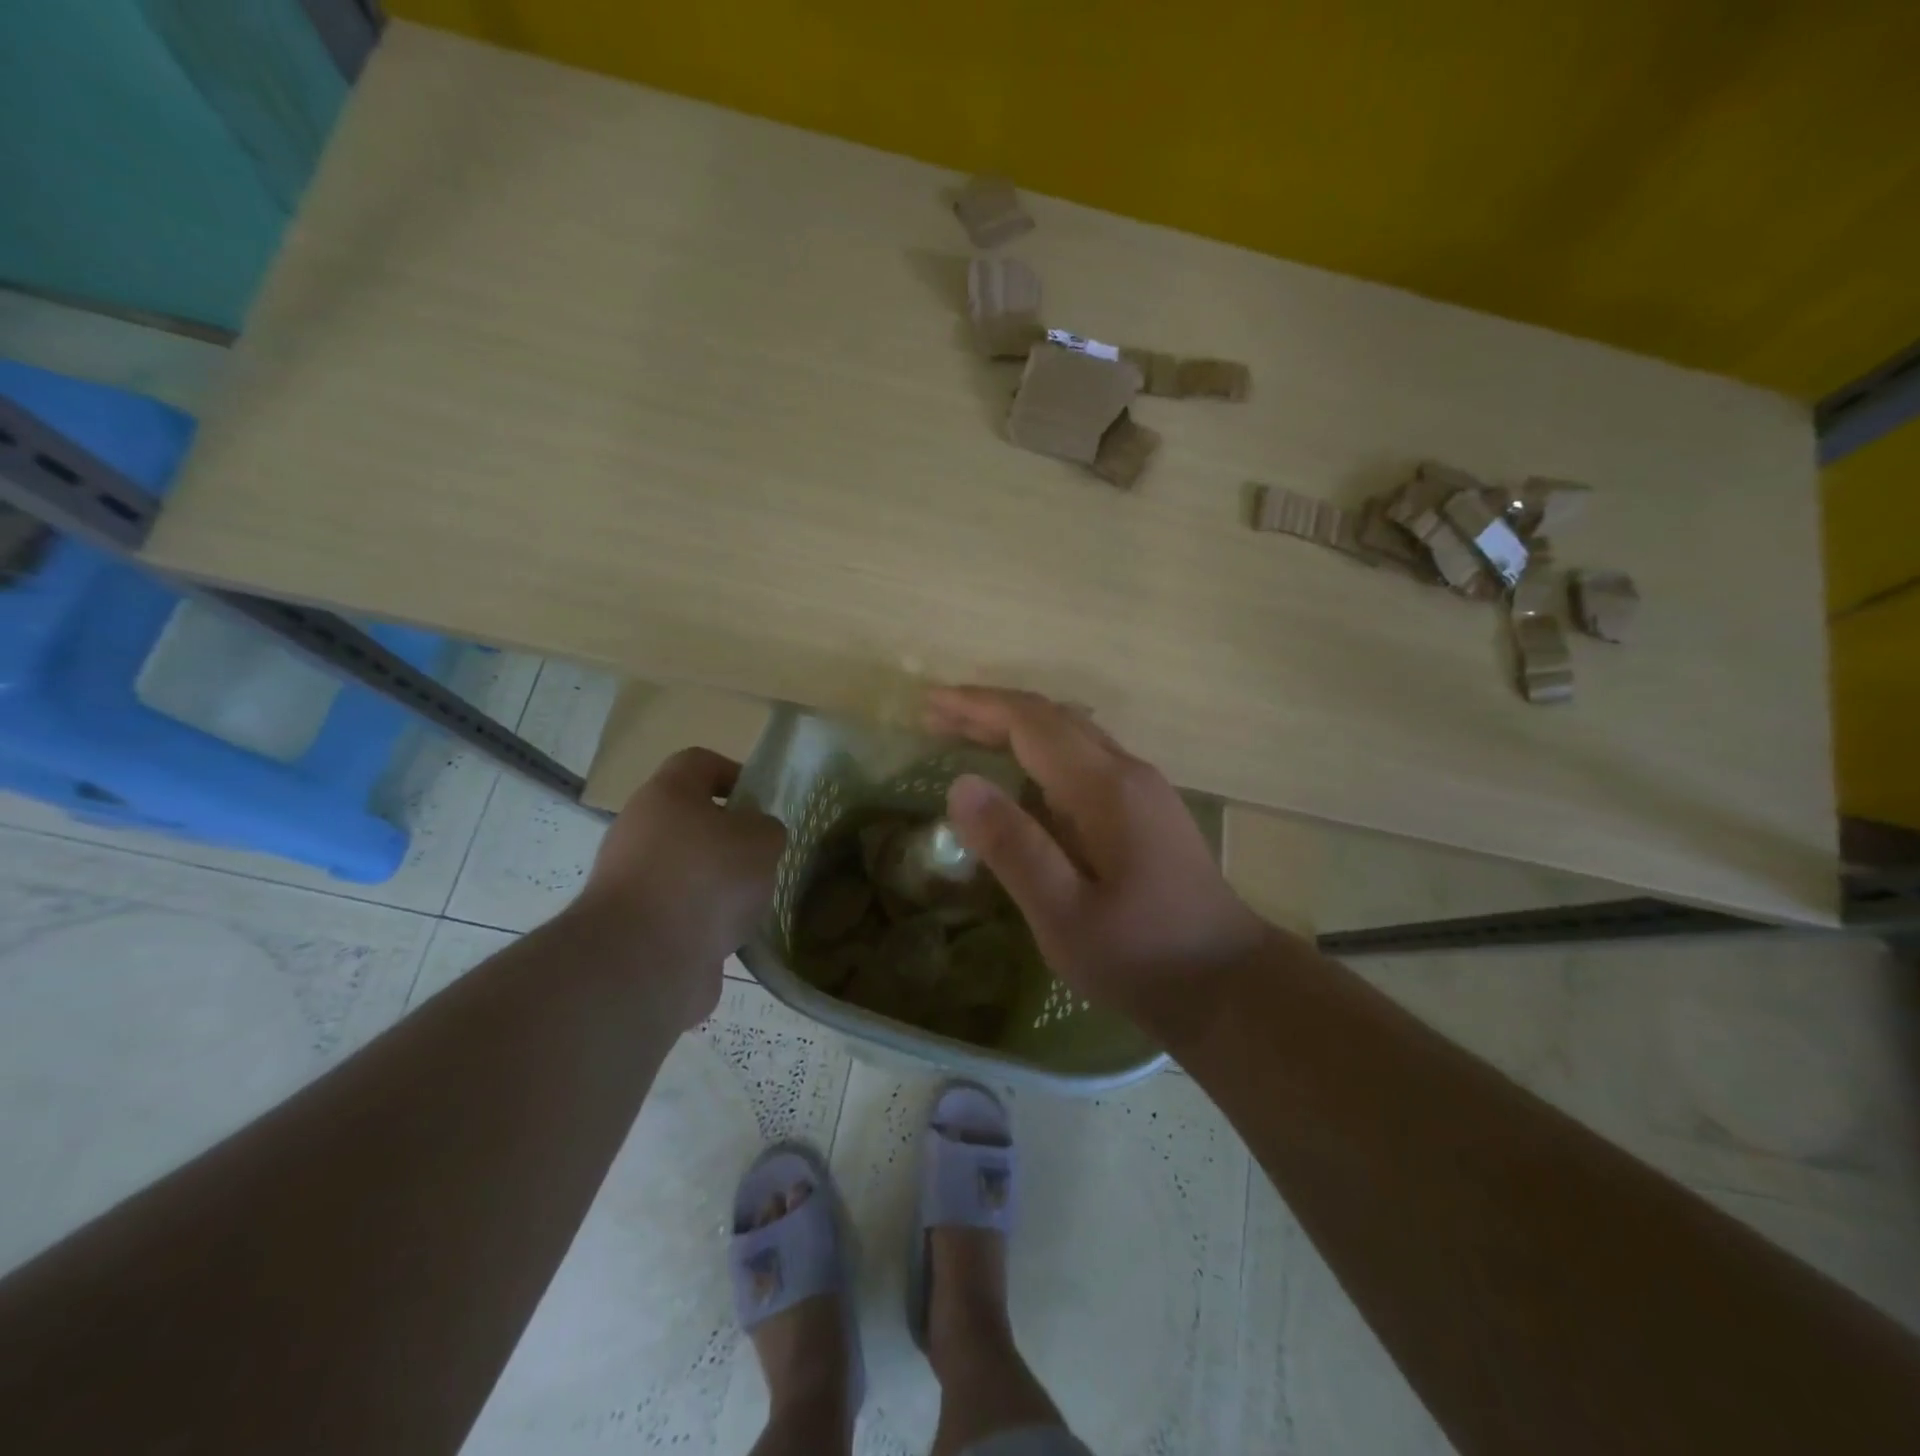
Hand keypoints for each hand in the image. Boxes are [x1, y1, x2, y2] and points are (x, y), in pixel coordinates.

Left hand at [576, 748, 785, 1026]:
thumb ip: (766, 828)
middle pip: (692, 819)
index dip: (734, 773)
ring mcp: (632, 880)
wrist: (644, 961)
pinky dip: (705, 920)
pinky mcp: (633, 926)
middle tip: (763, 856)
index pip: (698, 763)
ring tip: (752, 902)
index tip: (761, 803)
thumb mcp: (761, 839)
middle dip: (731, 837)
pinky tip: (731, 935)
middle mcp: (640, 830)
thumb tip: (754, 837)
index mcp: (666, 794)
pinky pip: (680, 911)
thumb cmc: (707, 878)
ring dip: (720, 883)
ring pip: (687, 868)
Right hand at [926, 687, 1271, 1030]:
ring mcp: (1143, 788)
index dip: (978, 706)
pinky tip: (1021, 777)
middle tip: (935, 717)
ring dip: (1016, 727)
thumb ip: (1014, 848)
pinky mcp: (1147, 810)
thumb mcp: (1064, 915)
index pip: (1032, 722)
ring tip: (965, 737)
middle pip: (1052, 719)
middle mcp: (1127, 771)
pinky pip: (1085, 758)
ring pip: (1071, 735)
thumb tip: (961, 785)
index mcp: (1105, 787)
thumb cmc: (1141, 955)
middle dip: (991, 710)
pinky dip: (1041, 751)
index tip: (930, 704)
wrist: (1227, 981)